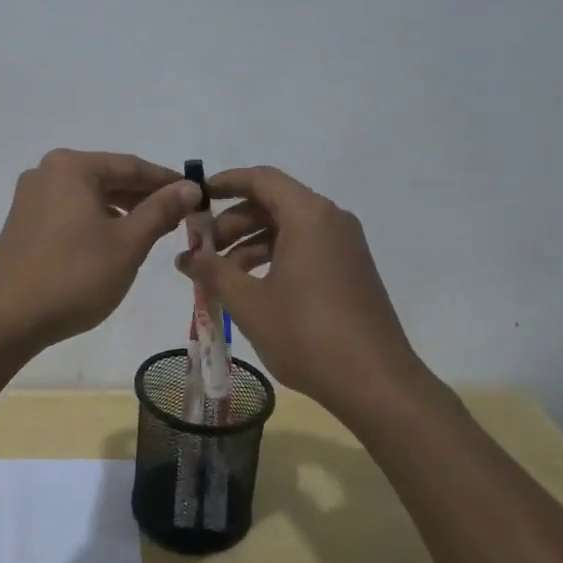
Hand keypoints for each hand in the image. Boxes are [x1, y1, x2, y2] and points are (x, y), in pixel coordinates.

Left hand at [0, 149, 202, 349]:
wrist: (7, 319)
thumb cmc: (74, 276)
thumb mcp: (127, 243)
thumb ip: (160, 211)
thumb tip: (190, 187)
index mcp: (71, 167)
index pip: (131, 166)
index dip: (166, 181)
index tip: (196, 194)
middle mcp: (47, 172)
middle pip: (108, 177)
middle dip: (144, 196)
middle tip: (179, 216)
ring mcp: (30, 197)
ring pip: (89, 195)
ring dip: (122, 210)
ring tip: (152, 230)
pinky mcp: (23, 222)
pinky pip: (70, 211)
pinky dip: (96, 220)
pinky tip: (114, 241)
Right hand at [176, 165, 439, 415]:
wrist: (377, 384)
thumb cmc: (307, 335)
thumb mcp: (249, 303)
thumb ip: (213, 271)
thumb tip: (185, 256)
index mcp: (308, 216)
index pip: (261, 178)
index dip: (224, 183)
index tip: (195, 198)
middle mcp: (331, 220)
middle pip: (273, 202)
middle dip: (232, 221)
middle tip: (202, 249)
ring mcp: (345, 246)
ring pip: (288, 227)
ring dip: (250, 242)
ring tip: (221, 275)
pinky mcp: (351, 270)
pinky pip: (305, 247)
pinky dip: (274, 257)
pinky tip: (252, 288)